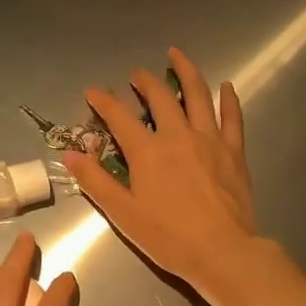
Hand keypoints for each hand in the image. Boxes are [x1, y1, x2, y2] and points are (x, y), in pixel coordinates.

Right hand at [62, 47, 259, 295]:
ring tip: (177, 55)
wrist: (222, 251)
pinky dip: (228, 99)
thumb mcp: (123, 213)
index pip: (119, 117)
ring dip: (186, 71)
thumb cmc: (168, 237)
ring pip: (198, 95)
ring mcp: (210, 139)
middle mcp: (178, 135)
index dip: (103, 101)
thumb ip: (96, 181)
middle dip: (144, 80)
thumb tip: (70, 154)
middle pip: (160, 97)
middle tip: (136, 74)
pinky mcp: (234, 151)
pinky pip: (232, 117)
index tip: (93, 91)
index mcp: (147, 151)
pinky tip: (226, 86)